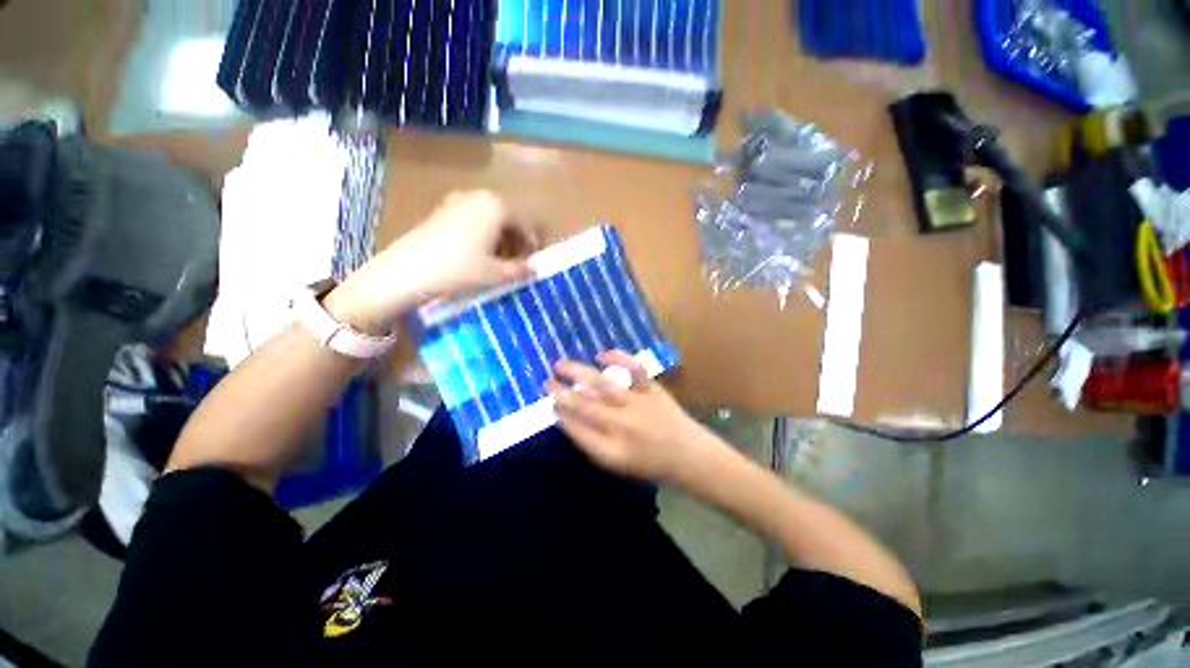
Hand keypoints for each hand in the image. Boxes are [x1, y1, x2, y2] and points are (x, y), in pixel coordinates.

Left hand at [325, 190, 536, 333]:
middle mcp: (478, 196)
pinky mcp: (440, 211)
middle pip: (507, 217)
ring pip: (488, 218)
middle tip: (518, 261)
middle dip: (515, 239)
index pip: (524, 223)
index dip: (531, 243)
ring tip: (498, 260)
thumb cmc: (461, 269)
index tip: (533, 261)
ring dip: (499, 238)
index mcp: (496, 206)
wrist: (409, 271)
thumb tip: (534, 269)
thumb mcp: (496, 274)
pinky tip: (477, 254)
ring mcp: (456, 201)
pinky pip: (471, 220)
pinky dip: (481, 235)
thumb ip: (520, 270)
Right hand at [547, 351, 719, 480]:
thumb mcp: (616, 463)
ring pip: (602, 386)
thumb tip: (569, 417)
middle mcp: (621, 427)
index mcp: (610, 451)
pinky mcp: (651, 390)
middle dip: (561, 393)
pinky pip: (633, 370)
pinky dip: (618, 358)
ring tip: (560, 365)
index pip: (575, 429)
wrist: (689, 456)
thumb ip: (592, 442)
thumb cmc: (649, 463)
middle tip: (546, 383)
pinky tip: (602, 355)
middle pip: (584, 406)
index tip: (549, 402)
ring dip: (577, 373)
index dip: (560, 414)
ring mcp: (637, 405)